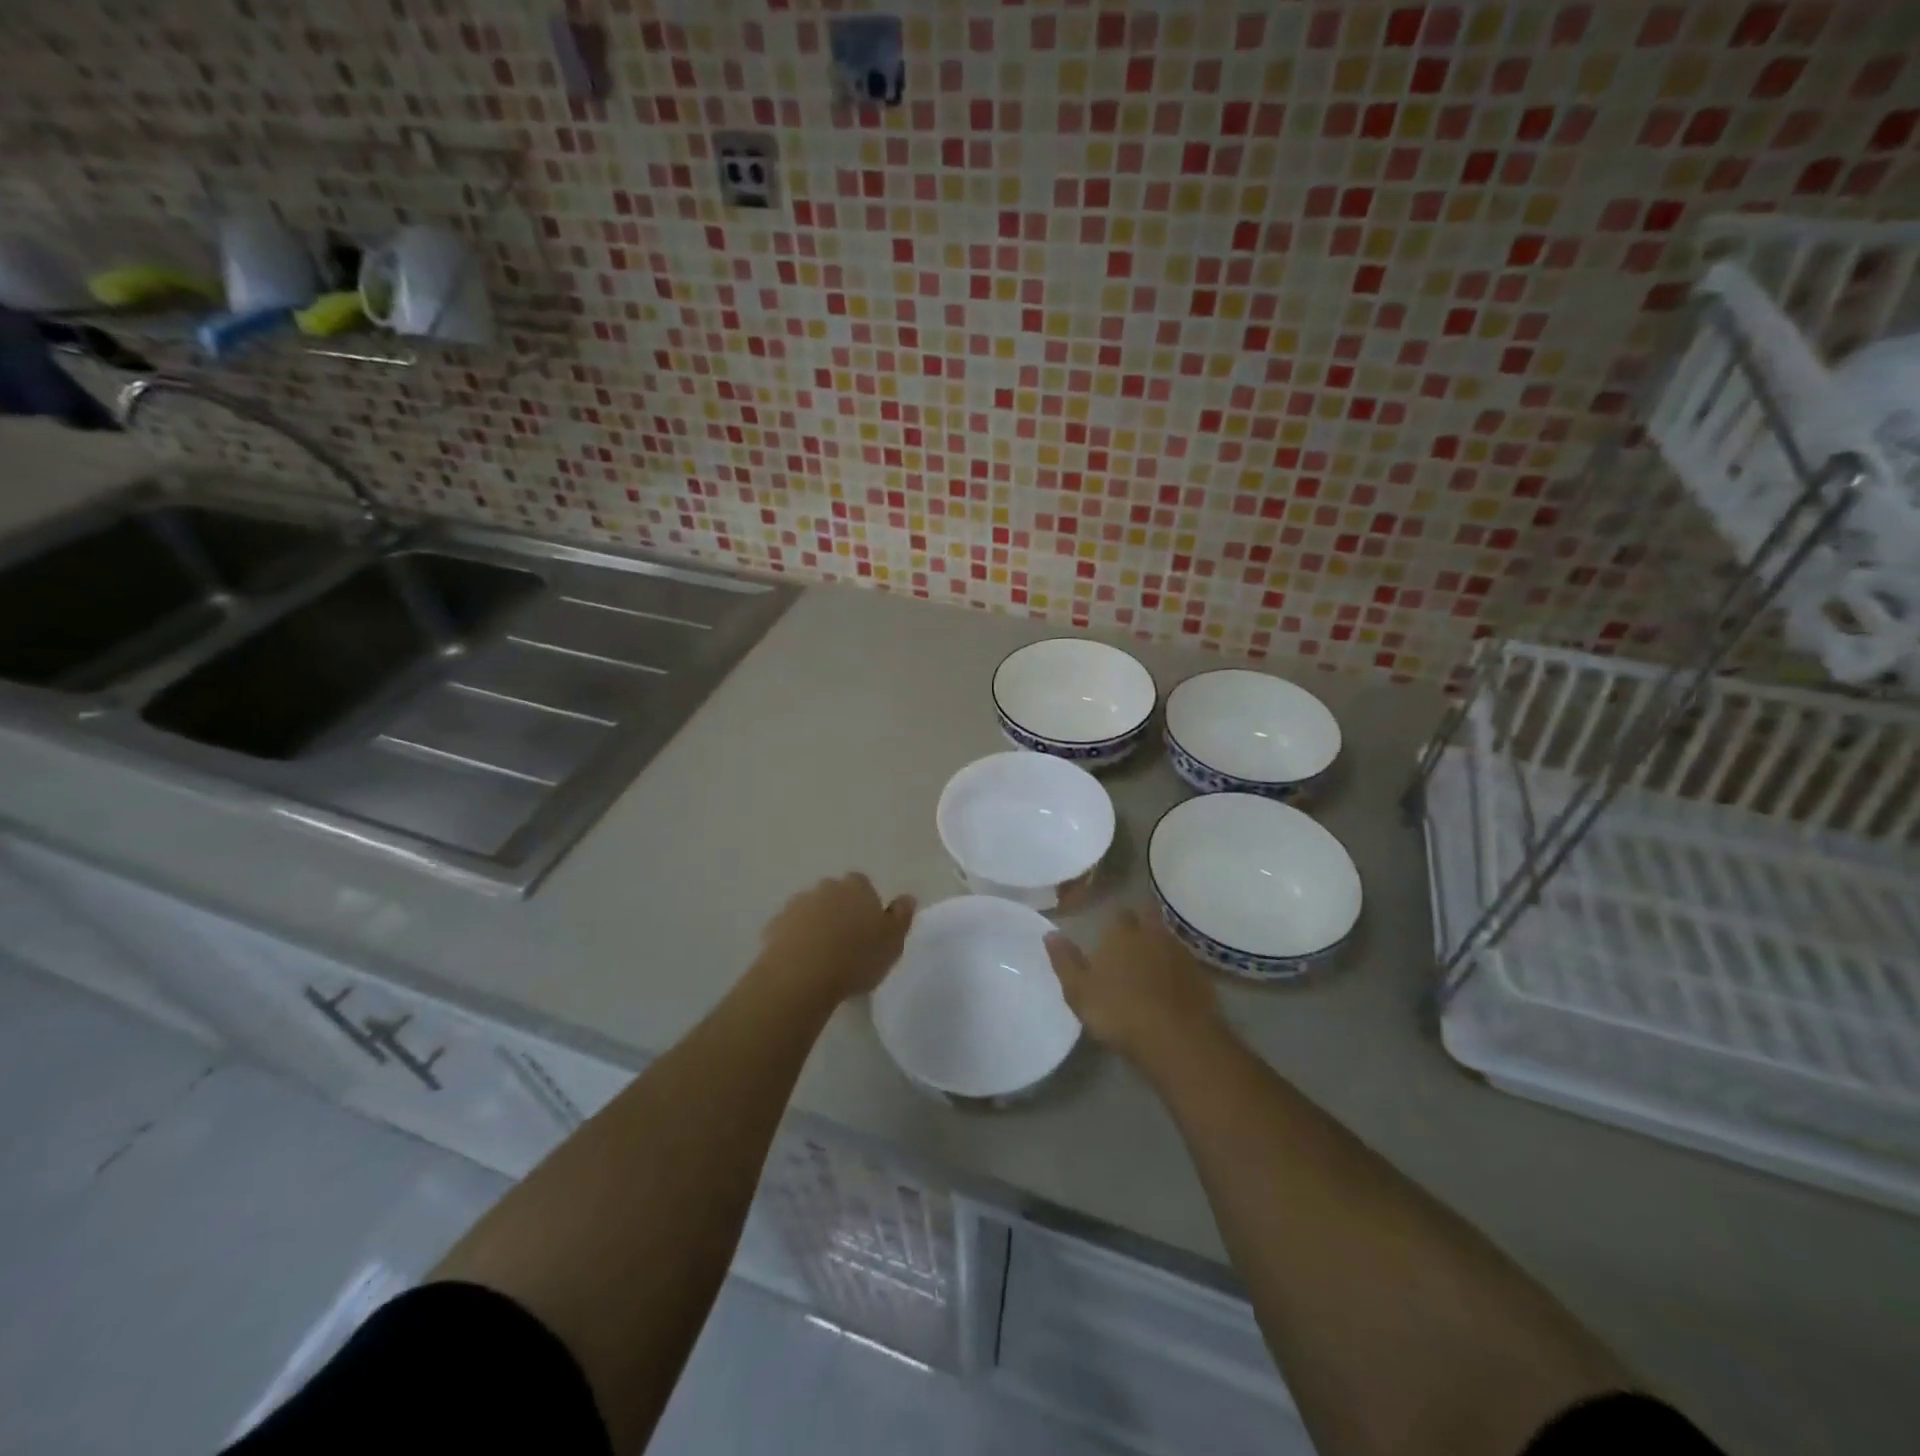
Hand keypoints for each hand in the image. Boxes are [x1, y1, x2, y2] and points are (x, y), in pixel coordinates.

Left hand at [754, 873, 915, 1008]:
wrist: (801, 976)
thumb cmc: (855, 957)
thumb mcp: (892, 941)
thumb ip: (901, 916)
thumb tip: (907, 897)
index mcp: (856, 887)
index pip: (863, 885)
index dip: (867, 904)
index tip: (870, 928)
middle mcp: (825, 888)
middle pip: (835, 895)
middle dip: (840, 911)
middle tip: (848, 943)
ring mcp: (796, 905)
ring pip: (811, 911)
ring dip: (817, 925)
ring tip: (824, 957)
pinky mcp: (773, 926)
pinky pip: (789, 930)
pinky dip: (796, 941)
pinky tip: (802, 964)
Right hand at [1046, 908, 1224, 1064]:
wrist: (1177, 1039)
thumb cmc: (1119, 1011)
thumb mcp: (1079, 990)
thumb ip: (1064, 960)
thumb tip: (1050, 933)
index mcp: (1121, 932)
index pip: (1117, 913)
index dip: (1112, 923)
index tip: (1107, 936)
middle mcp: (1153, 933)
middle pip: (1147, 917)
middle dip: (1140, 924)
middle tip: (1129, 944)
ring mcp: (1180, 953)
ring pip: (1166, 939)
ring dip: (1158, 947)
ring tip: (1148, 967)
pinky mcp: (1201, 976)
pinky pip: (1184, 964)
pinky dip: (1176, 971)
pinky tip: (1169, 988)